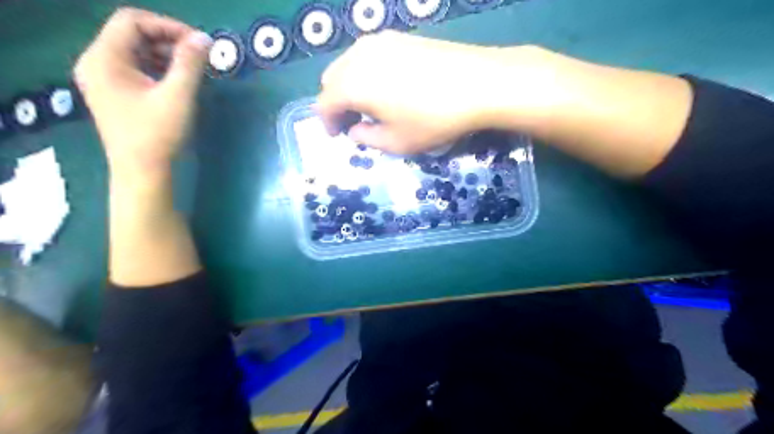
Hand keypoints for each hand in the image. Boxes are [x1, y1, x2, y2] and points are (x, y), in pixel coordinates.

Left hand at [73, 7, 209, 175]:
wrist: (142, 171)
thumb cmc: (158, 134)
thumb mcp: (178, 96)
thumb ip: (190, 64)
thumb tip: (204, 39)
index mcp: (104, 58)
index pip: (132, 21)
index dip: (168, 26)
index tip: (198, 44)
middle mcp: (96, 62)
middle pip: (131, 34)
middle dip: (168, 41)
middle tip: (198, 58)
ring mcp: (102, 78)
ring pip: (134, 51)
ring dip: (165, 55)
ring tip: (192, 71)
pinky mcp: (112, 92)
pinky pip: (134, 68)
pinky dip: (157, 69)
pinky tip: (177, 83)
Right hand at [313, 31, 532, 154]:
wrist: (478, 83)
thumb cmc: (433, 119)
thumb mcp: (396, 143)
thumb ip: (366, 139)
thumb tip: (354, 131)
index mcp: (352, 84)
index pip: (324, 104)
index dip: (327, 123)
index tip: (338, 136)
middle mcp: (359, 56)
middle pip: (332, 79)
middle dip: (336, 102)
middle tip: (354, 121)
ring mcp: (380, 41)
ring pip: (349, 64)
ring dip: (350, 86)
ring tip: (370, 105)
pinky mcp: (400, 37)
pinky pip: (369, 55)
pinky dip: (366, 73)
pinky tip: (387, 86)